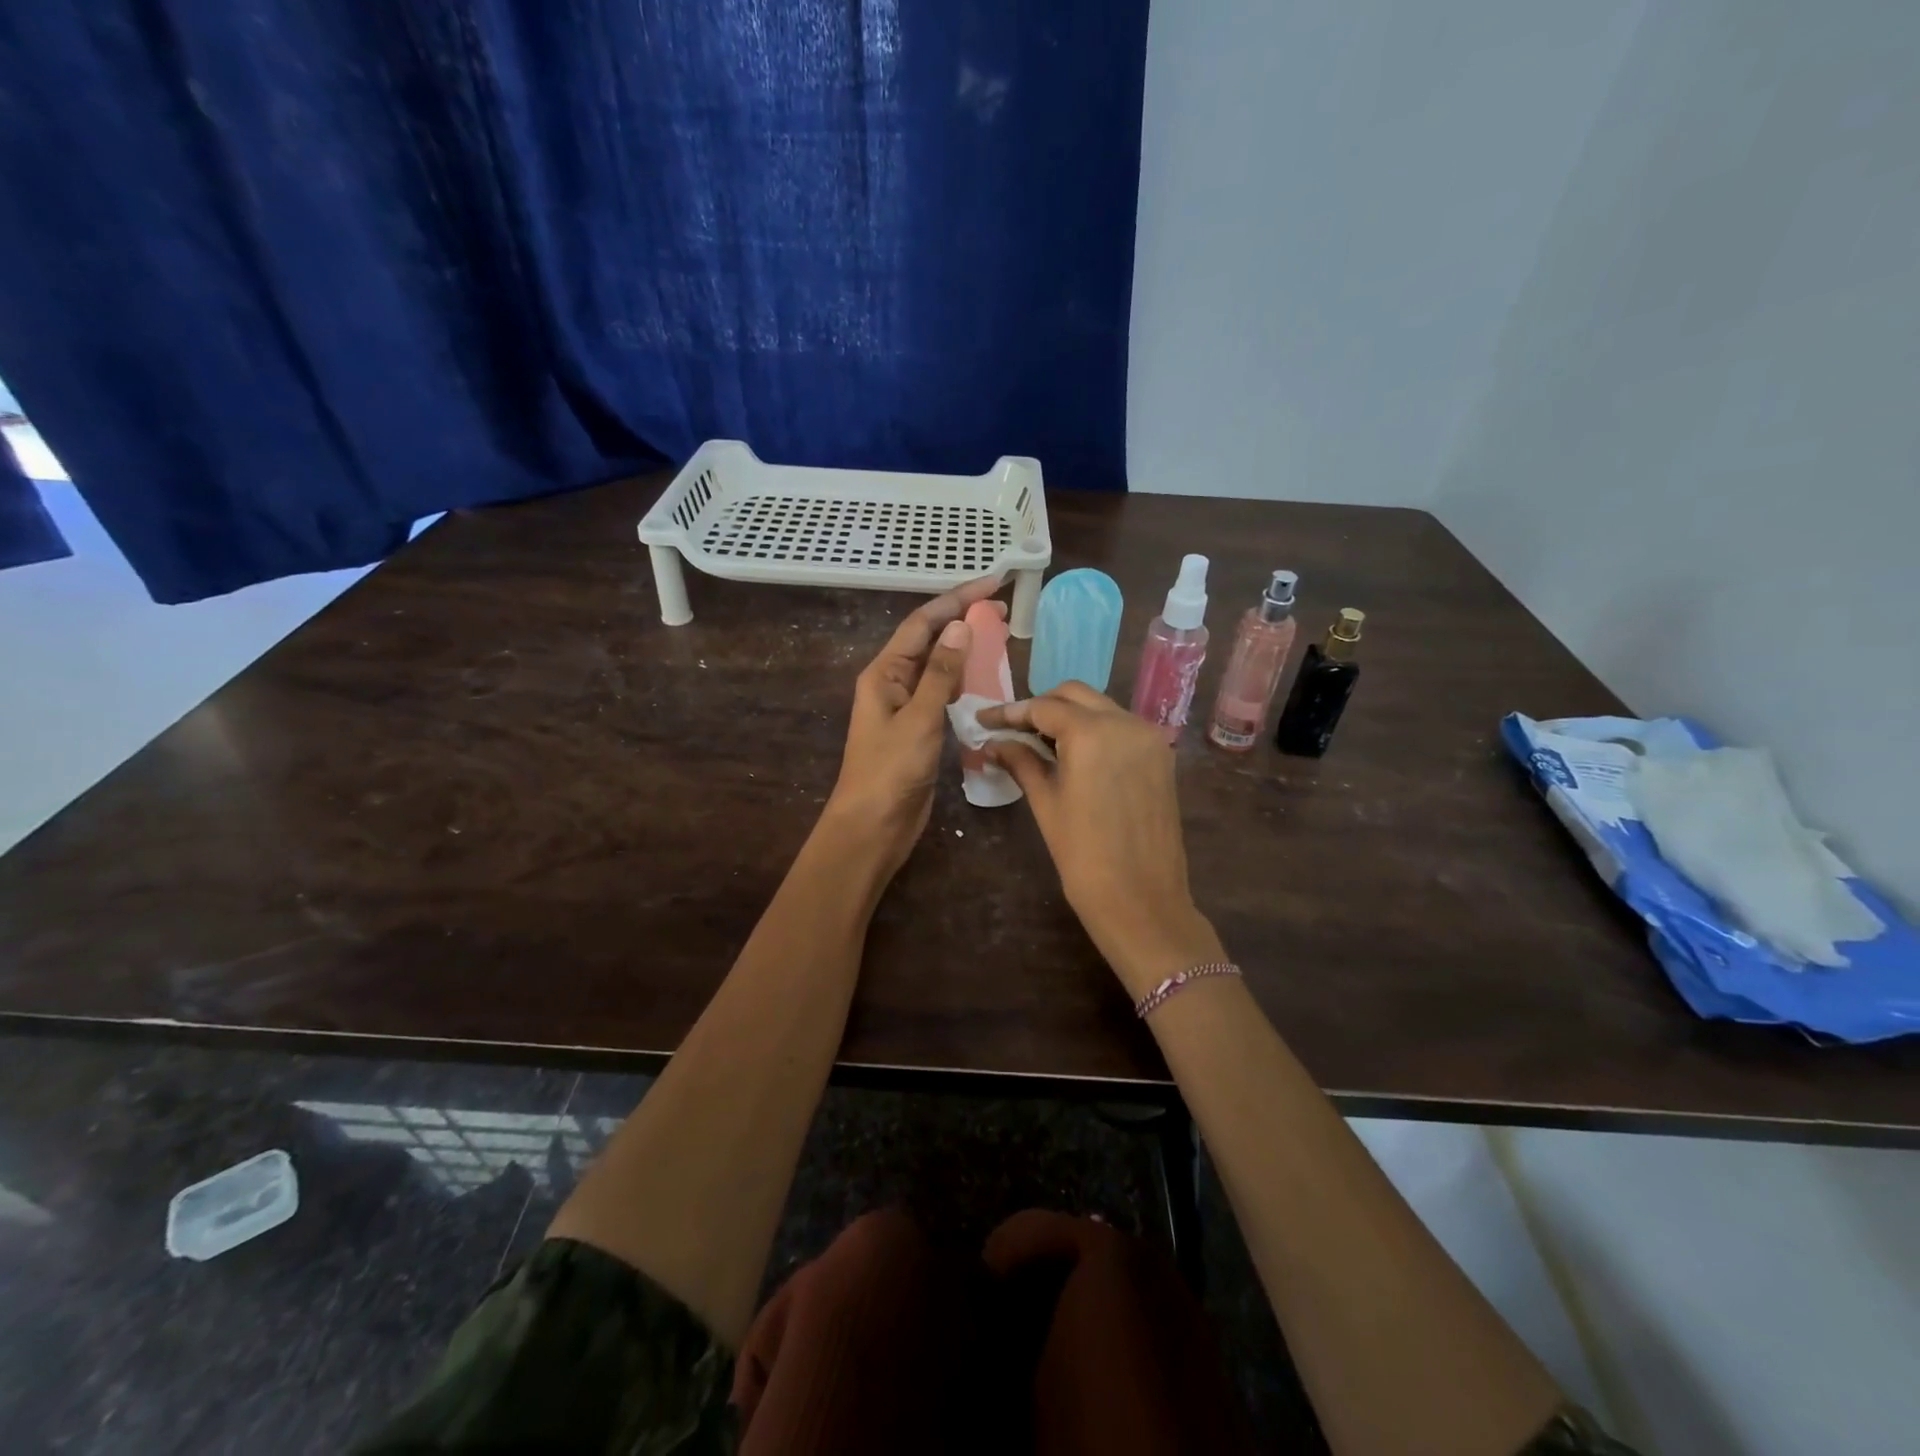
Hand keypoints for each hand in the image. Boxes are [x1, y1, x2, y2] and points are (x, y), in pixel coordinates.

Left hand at [823, 575, 1003, 878]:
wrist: (874, 826)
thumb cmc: (891, 771)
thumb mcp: (919, 719)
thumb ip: (941, 673)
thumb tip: (961, 626)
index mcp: (884, 673)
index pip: (923, 623)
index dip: (957, 599)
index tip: (993, 583)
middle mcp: (894, 683)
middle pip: (931, 641)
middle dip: (964, 620)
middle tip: (1005, 609)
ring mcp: (907, 707)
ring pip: (940, 668)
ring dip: (967, 651)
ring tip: (1002, 637)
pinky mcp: (921, 730)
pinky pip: (945, 695)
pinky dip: (966, 683)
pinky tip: (988, 680)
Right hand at [980, 684, 1224, 998]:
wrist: (1142, 901)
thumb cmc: (1084, 857)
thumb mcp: (1046, 804)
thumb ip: (1022, 762)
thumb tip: (994, 743)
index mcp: (1093, 733)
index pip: (1043, 707)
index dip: (1010, 712)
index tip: (983, 719)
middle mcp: (1126, 723)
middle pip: (1075, 695)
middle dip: (1041, 706)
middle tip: (1011, 729)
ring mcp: (1148, 737)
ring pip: (1101, 707)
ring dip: (1069, 716)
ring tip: (1038, 740)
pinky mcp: (1161, 755)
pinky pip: (1121, 727)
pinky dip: (1094, 730)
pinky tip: (1072, 752)